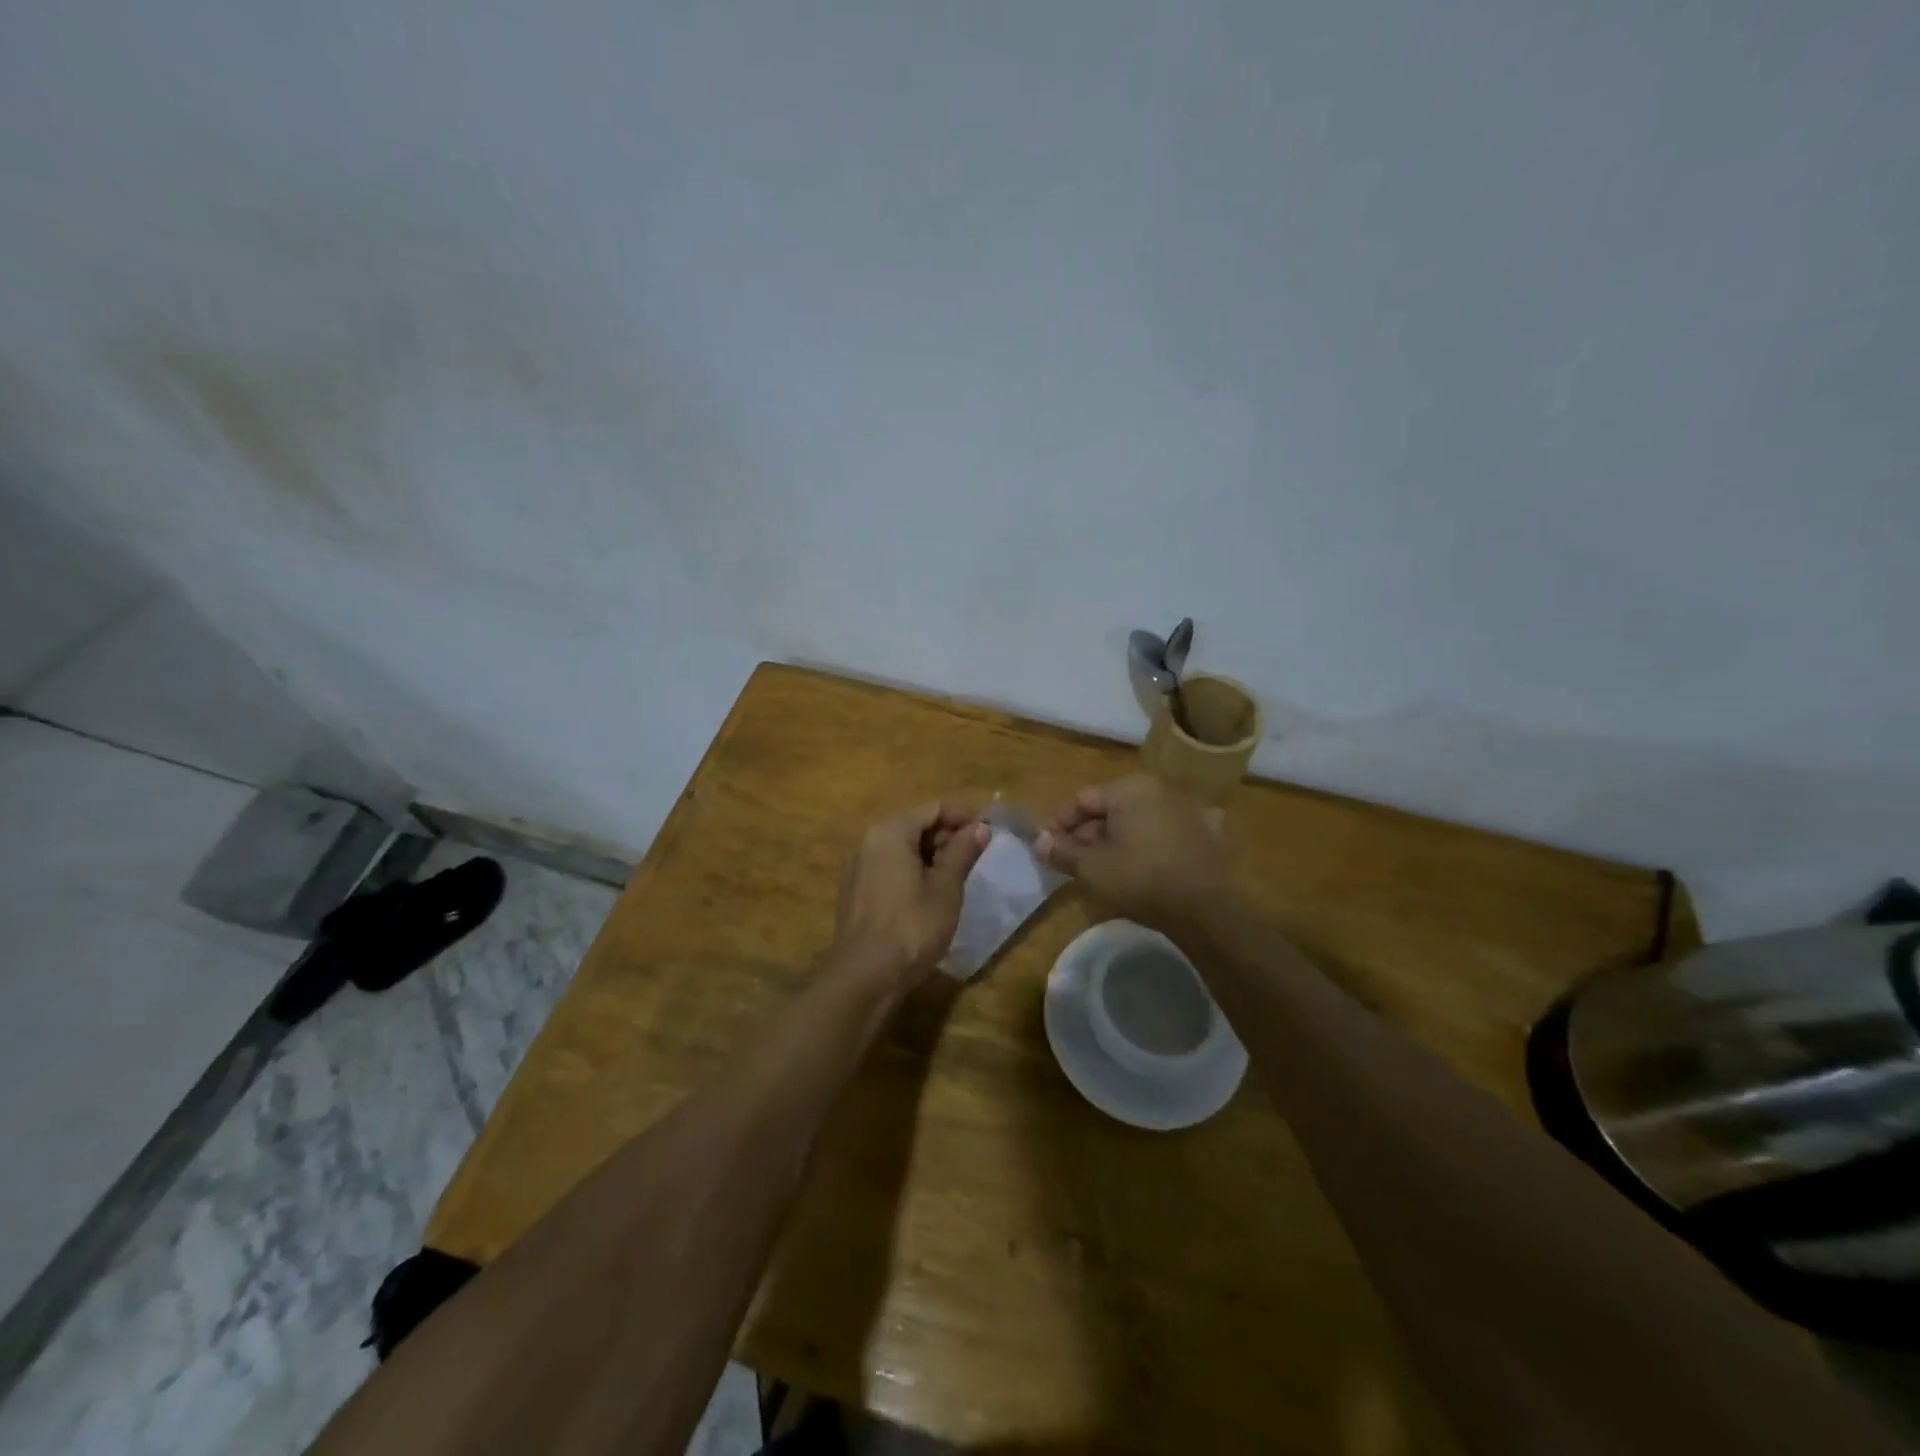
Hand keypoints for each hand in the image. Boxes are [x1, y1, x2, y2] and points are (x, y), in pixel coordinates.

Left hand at [831, 801, 990, 984]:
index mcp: (890, 831)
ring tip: (959, 874)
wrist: (865, 975)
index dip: (964, 817)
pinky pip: (888, 866)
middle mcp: (867, 840)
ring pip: (901, 847)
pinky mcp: (855, 890)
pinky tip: (931, 892)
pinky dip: (912, 870)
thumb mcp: (946, 888)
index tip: (989, 831)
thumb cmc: (912, 926)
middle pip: (914, 825)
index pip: (933, 809)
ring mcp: (857, 866)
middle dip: (947, 836)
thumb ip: (962, 852)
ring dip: (931, 854)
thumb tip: (980, 828)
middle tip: (977, 855)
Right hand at [1034, 775, 1232, 930]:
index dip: (1059, 823)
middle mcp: (1160, 788)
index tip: (1048, 846)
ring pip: (1142, 818)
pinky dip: (1158, 840)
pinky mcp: (1210, 832)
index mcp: (1130, 788)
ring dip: (1122, 837)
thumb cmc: (1140, 879)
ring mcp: (1190, 808)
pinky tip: (1153, 858)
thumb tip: (1038, 841)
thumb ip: (1061, 851)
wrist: (1205, 909)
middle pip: (1112, 807)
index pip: (1082, 799)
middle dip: (1090, 833)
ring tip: (1109, 866)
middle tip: (1075, 861)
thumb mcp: (1091, 868)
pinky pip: (1172, 830)